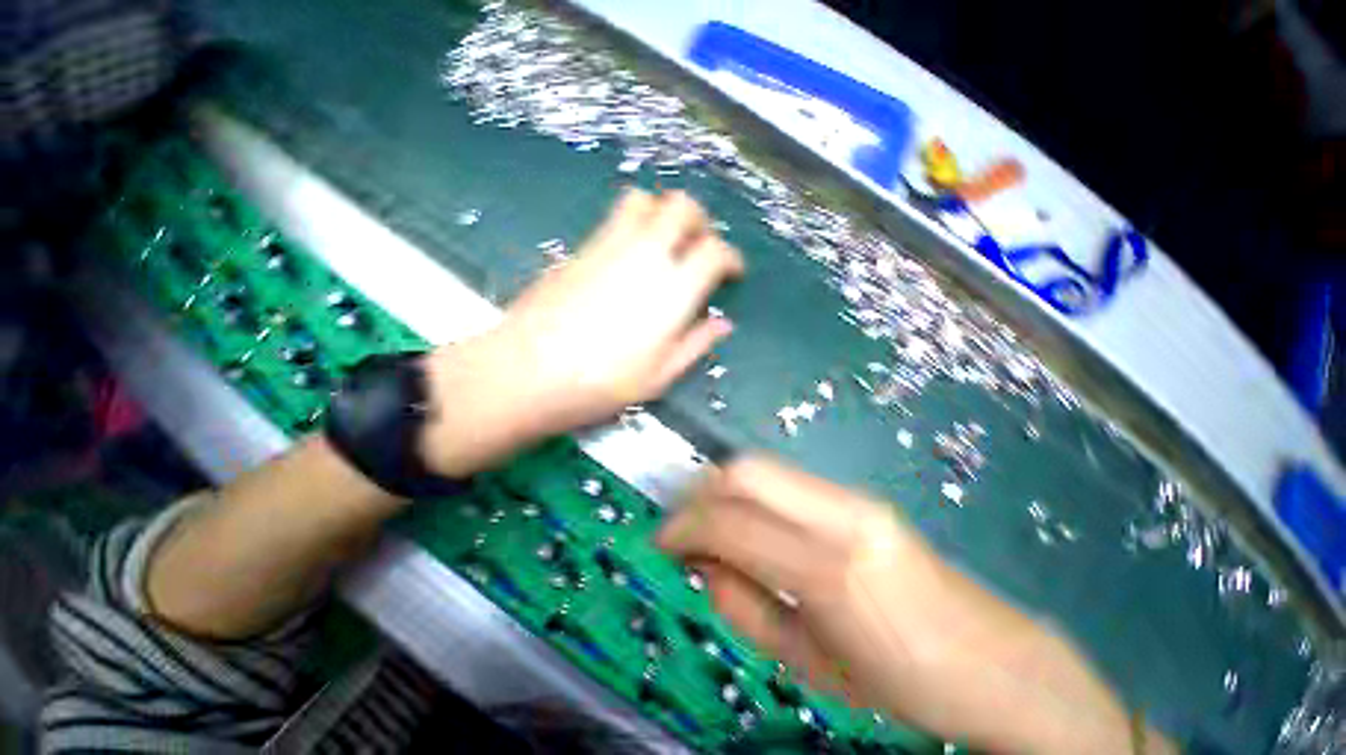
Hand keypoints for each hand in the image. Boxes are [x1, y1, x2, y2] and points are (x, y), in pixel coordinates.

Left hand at [421, 189, 743, 476]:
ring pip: (645, 200)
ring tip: (664, 245)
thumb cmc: (601, 384)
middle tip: (699, 249)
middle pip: (682, 206)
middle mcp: (645, 256)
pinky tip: (628, 257)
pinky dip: (633, 225)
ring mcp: (608, 246)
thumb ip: (695, 345)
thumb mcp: (660, 376)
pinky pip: (613, 218)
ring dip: (663, 215)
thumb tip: (721, 323)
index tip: (731, 272)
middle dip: (700, 221)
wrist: (527, 372)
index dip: (730, 257)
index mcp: (672, 291)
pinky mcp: (580, 249)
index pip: (714, 250)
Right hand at [657, 456, 1173, 754]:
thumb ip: (744, 608)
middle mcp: (841, 515)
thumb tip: (701, 565)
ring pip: (762, 466)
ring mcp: (855, 497)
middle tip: (681, 526)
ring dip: (721, 487)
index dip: (686, 528)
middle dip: (699, 493)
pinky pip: (784, 479)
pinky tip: (744, 519)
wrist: (996, 663)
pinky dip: (749, 491)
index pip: (734, 524)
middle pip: (745, 472)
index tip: (661, 542)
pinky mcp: (860, 496)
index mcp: (831, 570)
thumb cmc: (902, 684)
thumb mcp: (811, 665)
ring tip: (705, 522)